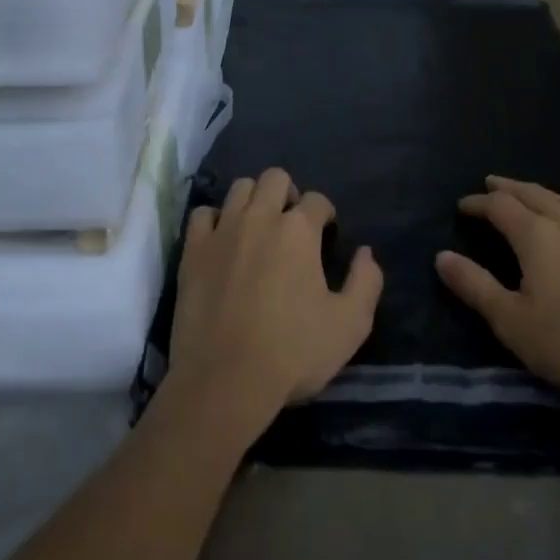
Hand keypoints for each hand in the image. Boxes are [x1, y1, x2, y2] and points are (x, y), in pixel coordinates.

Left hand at [168, 168, 382, 435]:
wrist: (225, 380)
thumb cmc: (292, 353)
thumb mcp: (349, 326)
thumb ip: (366, 283)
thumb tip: (366, 252)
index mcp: (299, 230)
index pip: (317, 200)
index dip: (325, 214)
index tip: (325, 234)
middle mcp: (260, 216)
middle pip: (275, 178)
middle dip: (288, 194)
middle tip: (291, 225)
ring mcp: (223, 230)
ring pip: (240, 188)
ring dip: (253, 200)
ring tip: (257, 227)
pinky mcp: (194, 249)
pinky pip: (202, 214)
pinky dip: (214, 220)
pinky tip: (221, 240)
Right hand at [435, 175, 559, 405]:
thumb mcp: (512, 321)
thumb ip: (475, 286)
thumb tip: (441, 256)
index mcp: (535, 236)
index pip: (499, 207)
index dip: (478, 203)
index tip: (462, 206)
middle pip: (533, 195)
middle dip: (509, 188)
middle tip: (492, 182)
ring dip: (547, 194)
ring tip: (534, 192)